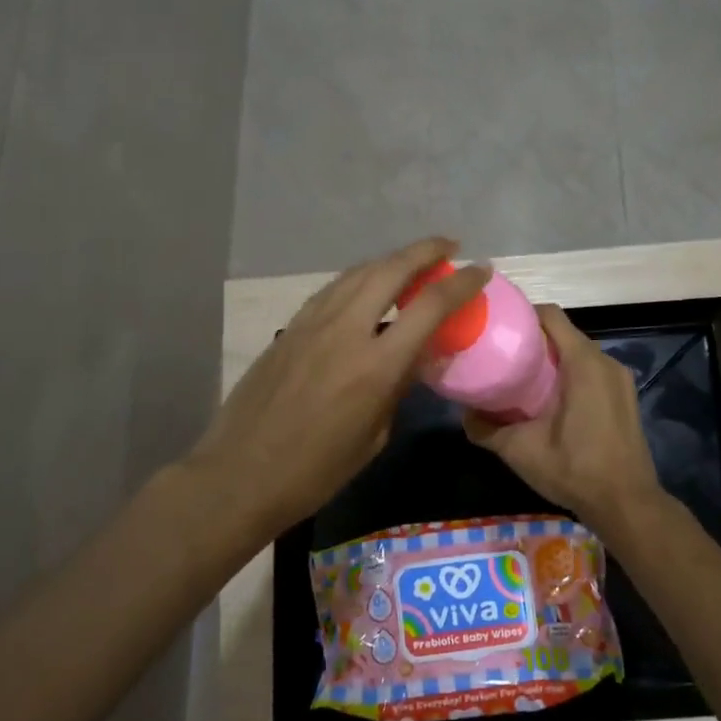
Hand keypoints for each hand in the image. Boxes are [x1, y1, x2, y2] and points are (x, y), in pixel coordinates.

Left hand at [188, 238, 490, 544]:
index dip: (461, 283)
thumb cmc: (315, 472)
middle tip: (448, 246)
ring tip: (412, 263)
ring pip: (358, 272)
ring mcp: (312, 323)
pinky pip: (333, 290)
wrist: (239, 474)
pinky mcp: (290, 327)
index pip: (429, 306)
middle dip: (425, 250)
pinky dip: (359, 279)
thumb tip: (416, 358)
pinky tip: (367, 287)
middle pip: (391, 269)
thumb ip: (398, 388)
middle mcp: (345, 330)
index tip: (481, 270)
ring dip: (391, 260)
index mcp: (376, 365)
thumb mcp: (374, 437)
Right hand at [464, 304, 662, 536]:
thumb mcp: (521, 450)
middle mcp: (605, 361)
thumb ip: (487, 429)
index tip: (497, 327)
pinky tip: (548, 397)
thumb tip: (464, 414)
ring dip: (552, 358)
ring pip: (578, 353)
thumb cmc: (575, 469)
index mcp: (583, 362)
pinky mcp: (625, 396)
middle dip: (533, 338)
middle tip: (502, 354)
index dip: (522, 315)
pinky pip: (592, 370)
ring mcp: (619, 379)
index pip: (550, 316)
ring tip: (520, 375)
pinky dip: (569, 373)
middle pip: (564, 333)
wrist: (627, 504)